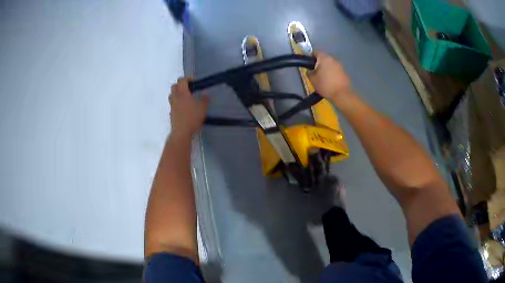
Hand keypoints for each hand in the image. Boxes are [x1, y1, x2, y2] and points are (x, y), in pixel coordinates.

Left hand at [169, 78, 208, 138]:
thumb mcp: (203, 108)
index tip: (194, 82)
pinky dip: (177, 103)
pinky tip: (184, 108)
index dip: (188, 79)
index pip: (182, 80)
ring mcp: (172, 105)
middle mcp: (175, 97)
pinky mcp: (171, 113)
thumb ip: (204, 100)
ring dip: (178, 94)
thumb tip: (205, 95)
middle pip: (174, 86)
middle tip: (189, 89)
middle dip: (181, 85)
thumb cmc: (192, 117)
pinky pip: (173, 104)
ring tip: (186, 98)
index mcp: (182, 92)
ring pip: (172, 95)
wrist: (181, 131)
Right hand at [309, 52, 353, 101]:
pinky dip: (331, 73)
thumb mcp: (312, 80)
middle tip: (314, 72)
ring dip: (325, 68)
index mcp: (324, 58)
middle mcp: (333, 58)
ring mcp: (339, 65)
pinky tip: (329, 81)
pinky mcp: (344, 72)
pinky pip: (335, 70)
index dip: (310, 57)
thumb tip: (310, 70)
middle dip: (318, 63)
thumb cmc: (325, 85)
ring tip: (322, 78)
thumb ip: (309, 72)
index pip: (315, 52)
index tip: (308, 65)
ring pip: (329, 64)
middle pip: (323, 58)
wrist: (342, 95)